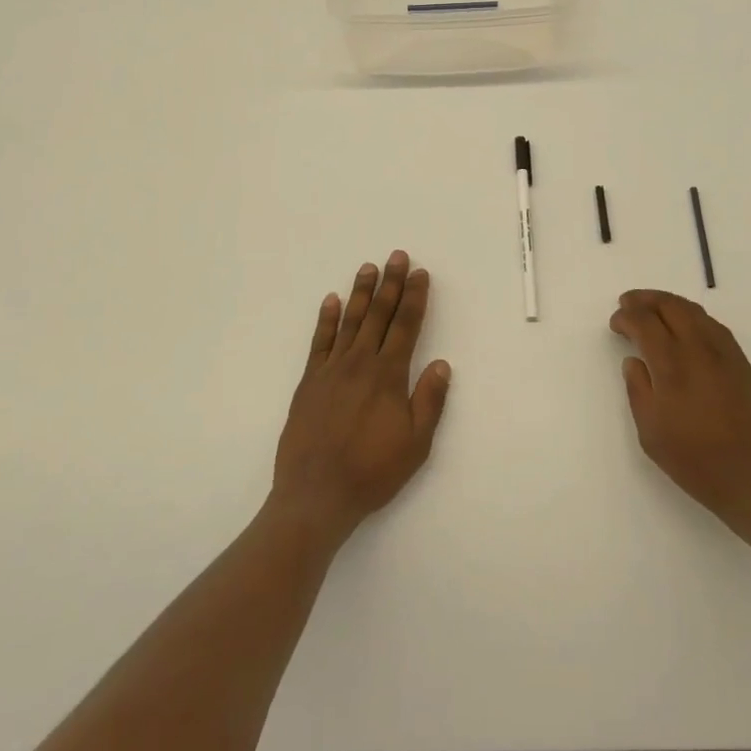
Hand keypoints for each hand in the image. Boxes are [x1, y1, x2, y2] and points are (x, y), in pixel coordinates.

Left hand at [272, 251, 451, 547]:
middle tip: (398, 256)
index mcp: (388, 375)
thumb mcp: (415, 444)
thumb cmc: (372, 472)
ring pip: (350, 321)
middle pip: (379, 315)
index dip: (415, 297)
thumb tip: (441, 364)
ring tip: (368, 267)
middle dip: (391, 283)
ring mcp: (331, 370)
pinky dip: (326, 319)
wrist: (316, 494)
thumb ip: (429, 401)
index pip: (406, 326)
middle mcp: (360, 363)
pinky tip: (331, 301)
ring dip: (361, 292)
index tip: (421, 274)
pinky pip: (319, 341)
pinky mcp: (309, 382)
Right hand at [609, 289, 750, 539]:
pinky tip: (686, 326)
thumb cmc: (696, 461)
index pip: (645, 323)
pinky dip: (693, 316)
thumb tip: (633, 361)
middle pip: (671, 307)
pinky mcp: (743, 363)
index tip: (616, 322)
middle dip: (646, 300)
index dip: (627, 316)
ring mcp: (725, 354)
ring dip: (670, 303)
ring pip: (695, 312)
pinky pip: (714, 326)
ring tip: (653, 307)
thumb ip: (638, 390)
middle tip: (628, 302)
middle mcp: (699, 350)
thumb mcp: (651, 434)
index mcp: (672, 366)